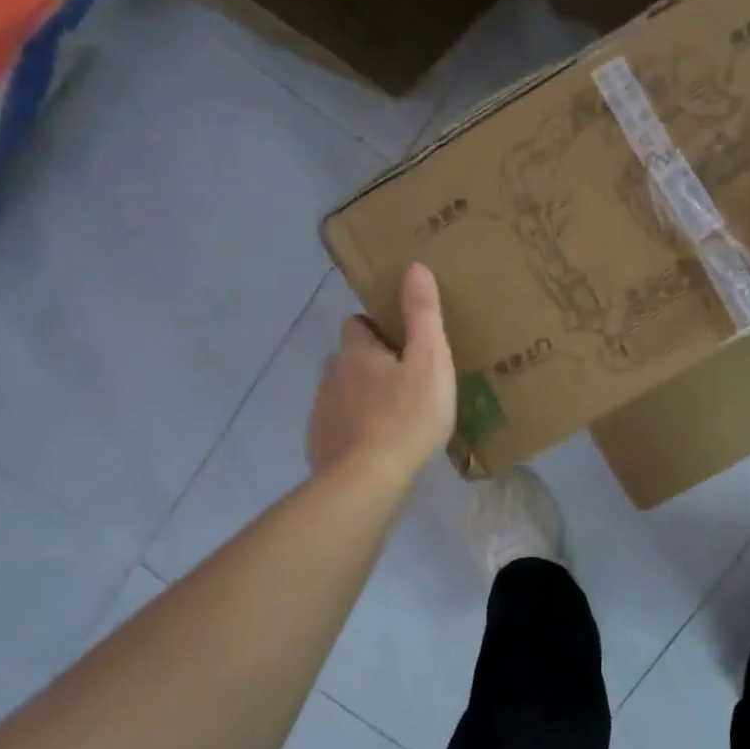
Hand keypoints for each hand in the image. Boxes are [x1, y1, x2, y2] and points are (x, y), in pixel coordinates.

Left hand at [307, 264, 456, 480]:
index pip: (357, 324)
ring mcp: (321, 413)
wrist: (368, 481)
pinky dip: (356, 431)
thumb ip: (422, 313)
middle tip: (408, 383)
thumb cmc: (407, 416)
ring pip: (344, 394)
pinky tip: (380, 448)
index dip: (378, 329)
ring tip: (398, 418)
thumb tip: (414, 267)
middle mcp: (331, 376)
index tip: (404, 344)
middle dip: (373, 366)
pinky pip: (339, 428)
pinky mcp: (320, 446)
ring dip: (364, 399)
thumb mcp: (429, 359)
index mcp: (356, 353)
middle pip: (349, 360)